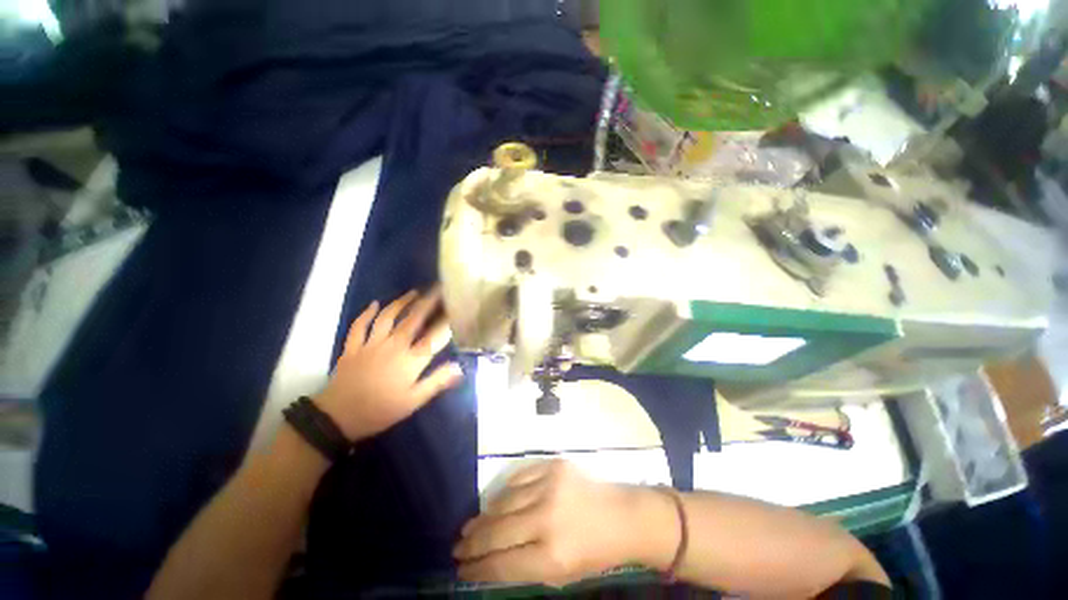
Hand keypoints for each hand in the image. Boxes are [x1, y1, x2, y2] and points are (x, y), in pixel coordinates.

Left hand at [315, 288, 463, 441]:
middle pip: (414, 319)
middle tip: (438, 289)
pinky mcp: (353, 347)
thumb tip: (460, 367)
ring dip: (401, 302)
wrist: (337, 417)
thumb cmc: (380, 410)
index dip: (448, 321)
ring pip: (388, 317)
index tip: (457, 308)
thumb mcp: (413, 401)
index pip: (435, 336)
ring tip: (413, 293)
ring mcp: (371, 344)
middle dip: (428, 302)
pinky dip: (366, 313)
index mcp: (411, 360)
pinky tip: (374, 304)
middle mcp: (394, 345)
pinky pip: (359, 325)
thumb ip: (437, 382)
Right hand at [453, 460, 675, 586]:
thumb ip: (524, 569)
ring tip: (472, 525)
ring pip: (503, 501)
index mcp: (552, 556)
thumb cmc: (593, 551)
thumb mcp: (561, 576)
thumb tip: (488, 562)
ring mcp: (549, 486)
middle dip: (472, 542)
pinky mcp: (553, 465)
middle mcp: (547, 518)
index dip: (476, 568)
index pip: (501, 564)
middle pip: (497, 532)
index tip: (460, 567)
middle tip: (458, 545)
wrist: (621, 514)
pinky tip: (495, 501)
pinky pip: (517, 476)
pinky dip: (503, 490)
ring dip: (484, 516)